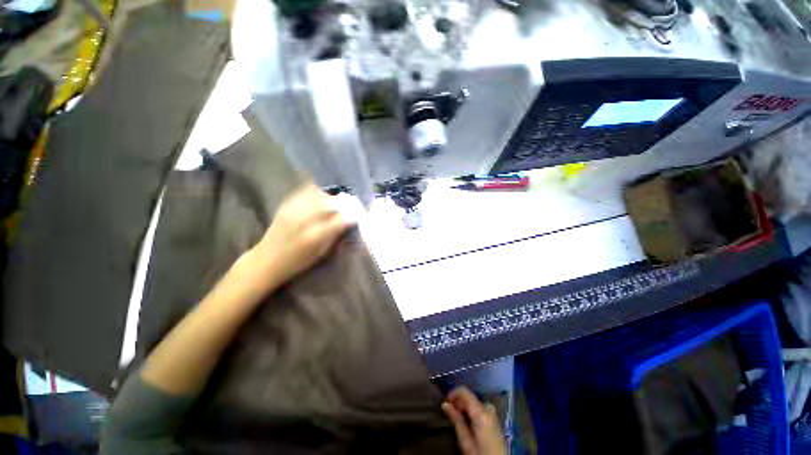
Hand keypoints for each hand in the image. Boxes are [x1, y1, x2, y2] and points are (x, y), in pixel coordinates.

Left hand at [253, 183, 354, 287]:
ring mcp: (294, 209)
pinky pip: (306, 190)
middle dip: (342, 204)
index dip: (351, 216)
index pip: (340, 219)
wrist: (267, 259)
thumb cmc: (297, 262)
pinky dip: (317, 192)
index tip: (356, 216)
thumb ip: (336, 234)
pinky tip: (321, 197)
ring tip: (334, 202)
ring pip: (319, 194)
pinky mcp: (287, 204)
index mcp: (315, 235)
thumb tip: (350, 221)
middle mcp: (304, 219)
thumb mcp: (321, 253)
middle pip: (330, 203)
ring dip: (330, 197)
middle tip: (347, 208)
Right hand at [442, 386, 506, 454]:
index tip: (445, 402)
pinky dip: (471, 411)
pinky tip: (467, 421)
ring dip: (464, 407)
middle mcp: (488, 408)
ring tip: (457, 418)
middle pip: (469, 397)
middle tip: (450, 412)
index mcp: (481, 412)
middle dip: (458, 402)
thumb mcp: (465, 441)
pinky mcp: (494, 420)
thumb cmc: (481, 454)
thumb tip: (445, 404)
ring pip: (474, 403)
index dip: (453, 393)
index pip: (464, 391)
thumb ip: (456, 420)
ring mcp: (493, 414)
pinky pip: (479, 408)